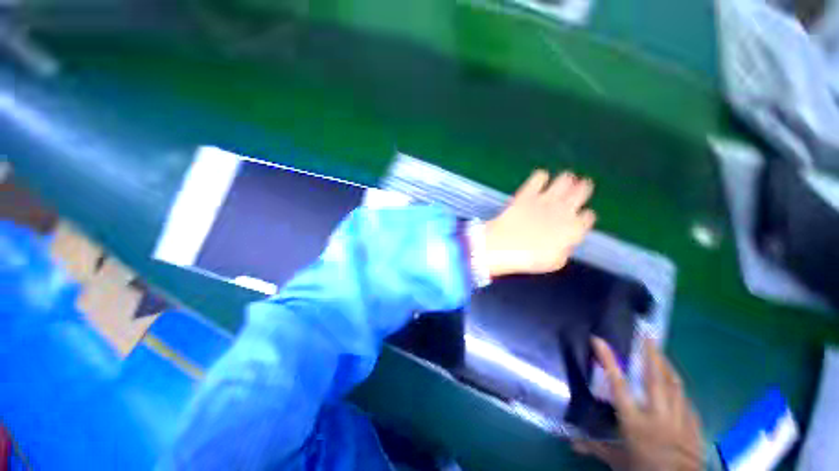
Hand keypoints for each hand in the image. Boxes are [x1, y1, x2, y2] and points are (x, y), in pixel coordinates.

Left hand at [484, 170, 595, 277]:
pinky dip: (541, 177)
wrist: (503, 246)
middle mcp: (564, 210)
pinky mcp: (527, 194)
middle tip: (580, 187)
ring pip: (564, 180)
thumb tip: (566, 241)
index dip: (583, 217)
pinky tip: (540, 178)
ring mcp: (545, 200)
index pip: (588, 217)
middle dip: (582, 189)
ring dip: (565, 180)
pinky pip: (539, 178)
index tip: (578, 217)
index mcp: (574, 230)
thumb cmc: (529, 259)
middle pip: (582, 192)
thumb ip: (565, 248)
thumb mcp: (555, 261)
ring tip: (565, 179)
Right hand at [573, 338, 703, 470]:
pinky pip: (686, 400)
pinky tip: (676, 383)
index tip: (598, 340)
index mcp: (635, 422)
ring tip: (661, 351)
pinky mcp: (693, 425)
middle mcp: (657, 415)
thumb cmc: (645, 470)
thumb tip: (571, 443)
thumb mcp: (618, 461)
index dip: (608, 360)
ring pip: (674, 385)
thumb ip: (596, 447)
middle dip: (651, 354)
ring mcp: (679, 419)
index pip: (618, 385)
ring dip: (666, 365)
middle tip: (647, 334)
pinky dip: (679, 388)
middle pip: (654, 378)